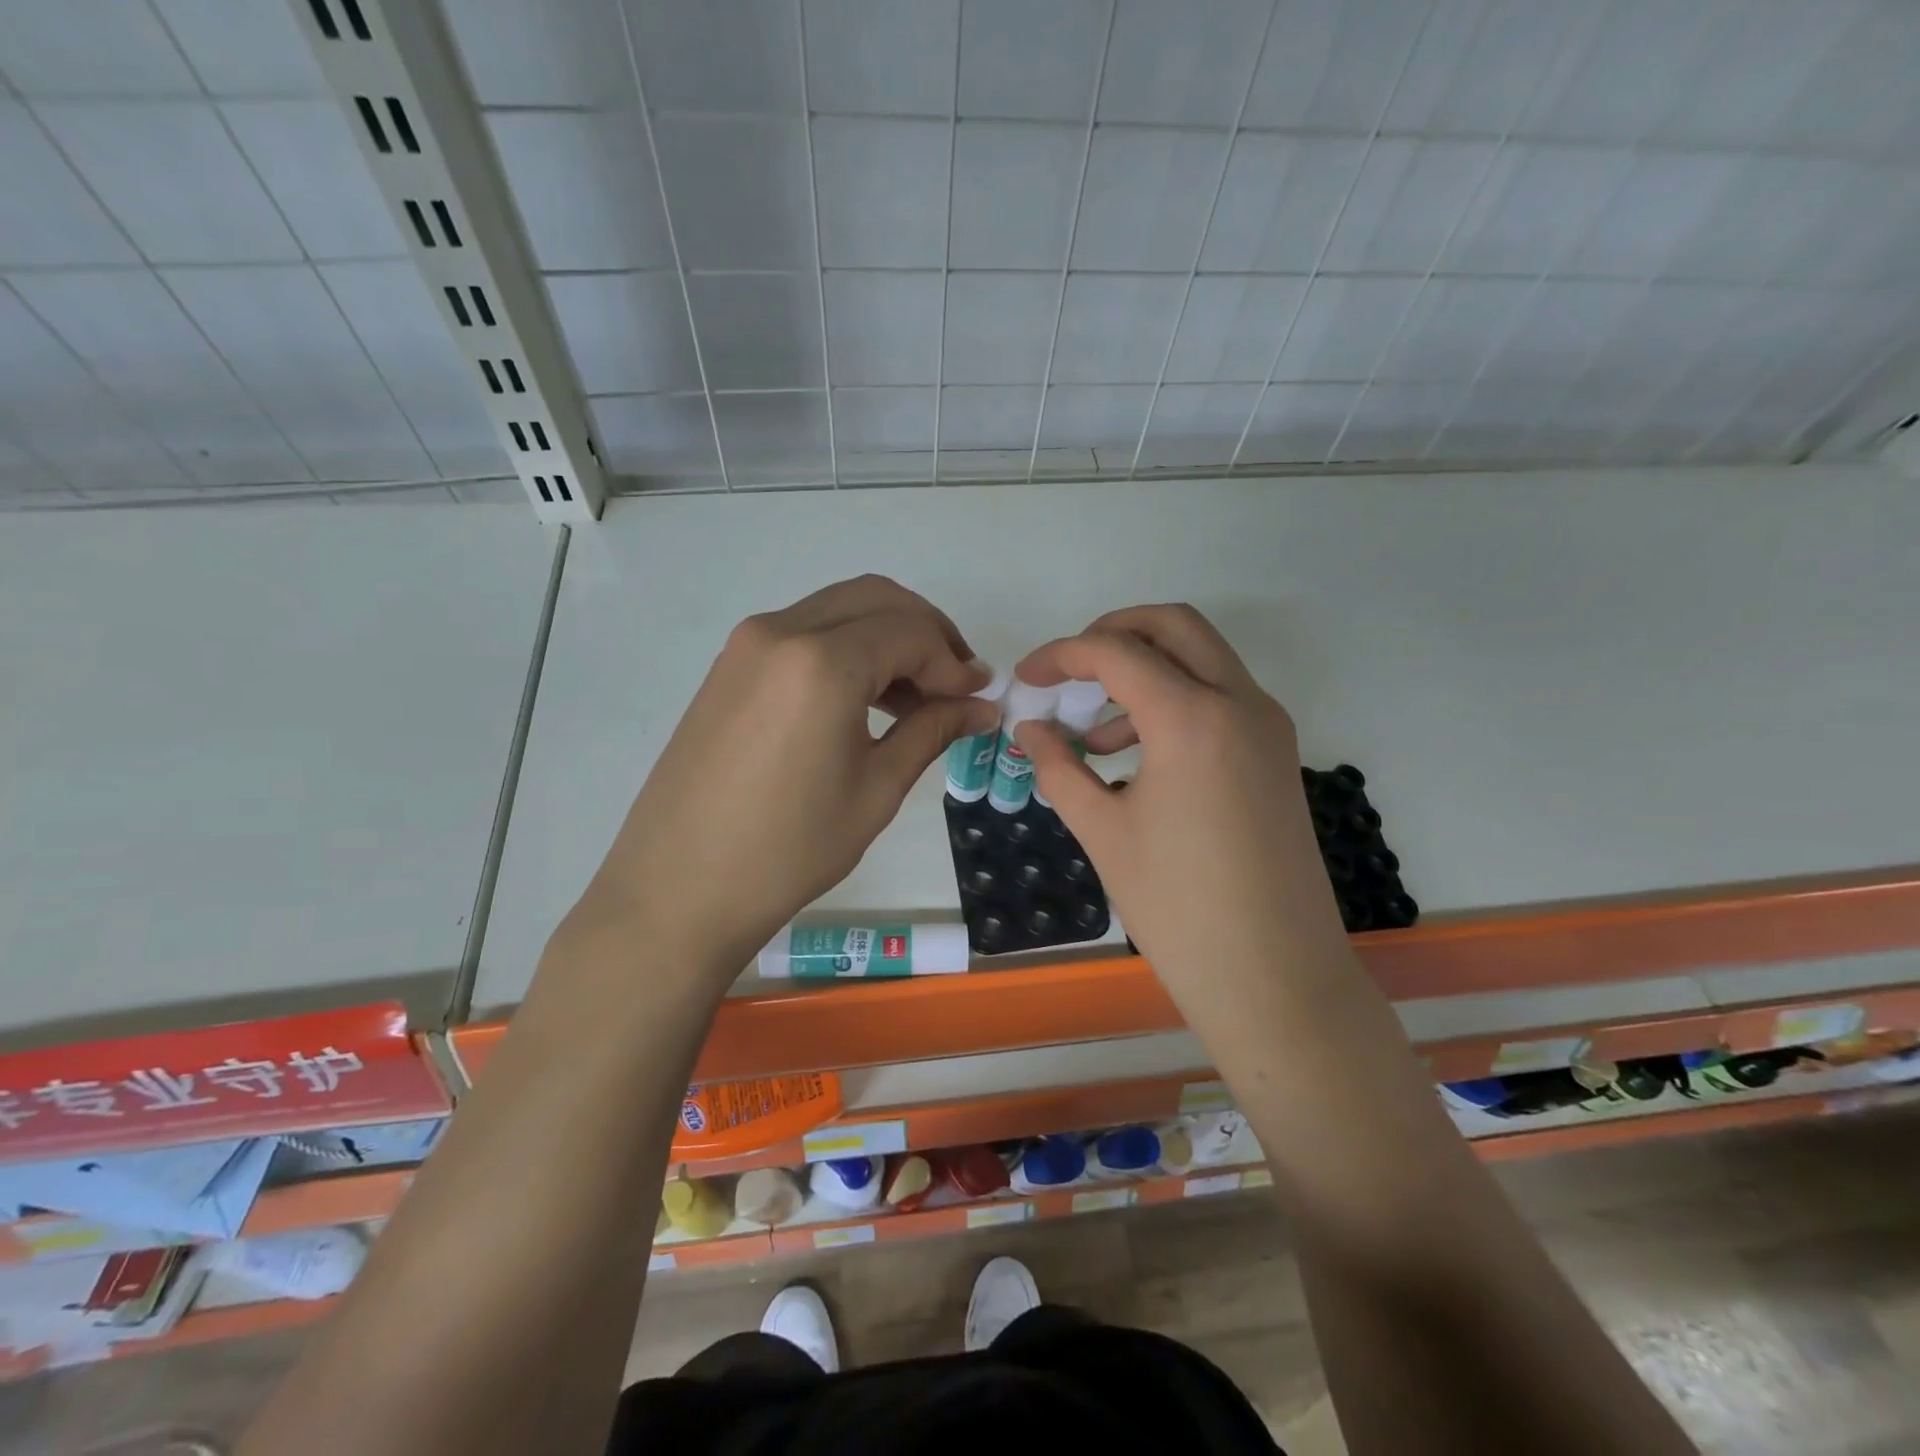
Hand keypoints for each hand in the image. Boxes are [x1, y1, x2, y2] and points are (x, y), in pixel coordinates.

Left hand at [581, 576, 993, 974]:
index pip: (911, 633)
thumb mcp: (876, 789)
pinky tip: (864, 699)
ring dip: (887, 637)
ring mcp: (747, 644)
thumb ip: (932, 731)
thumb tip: (981, 707)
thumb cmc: (788, 849)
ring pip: (839, 609)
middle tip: (956, 684)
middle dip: (927, 633)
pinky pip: (805, 632)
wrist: (677, 889)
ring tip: (917, 697)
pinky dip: (847, 648)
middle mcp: (782, 631)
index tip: (980, 697)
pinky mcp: (730, 665)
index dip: (954, 663)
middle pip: (877, 600)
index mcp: (822, 661)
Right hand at [1015, 606, 1348, 1005]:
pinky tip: (1136, 757)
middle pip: (1173, 625)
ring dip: (1146, 670)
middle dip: (1114, 632)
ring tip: (1094, 735)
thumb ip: (1058, 768)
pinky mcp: (1276, 755)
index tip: (1027, 677)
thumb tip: (1028, 729)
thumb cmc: (1177, 905)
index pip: (1116, 652)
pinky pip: (1221, 698)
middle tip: (1069, 670)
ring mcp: (1267, 726)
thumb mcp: (1103, 831)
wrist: (1275, 976)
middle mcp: (1239, 702)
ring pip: (1203, 658)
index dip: (1061, 655)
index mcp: (1191, 717)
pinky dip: (1175, 701)